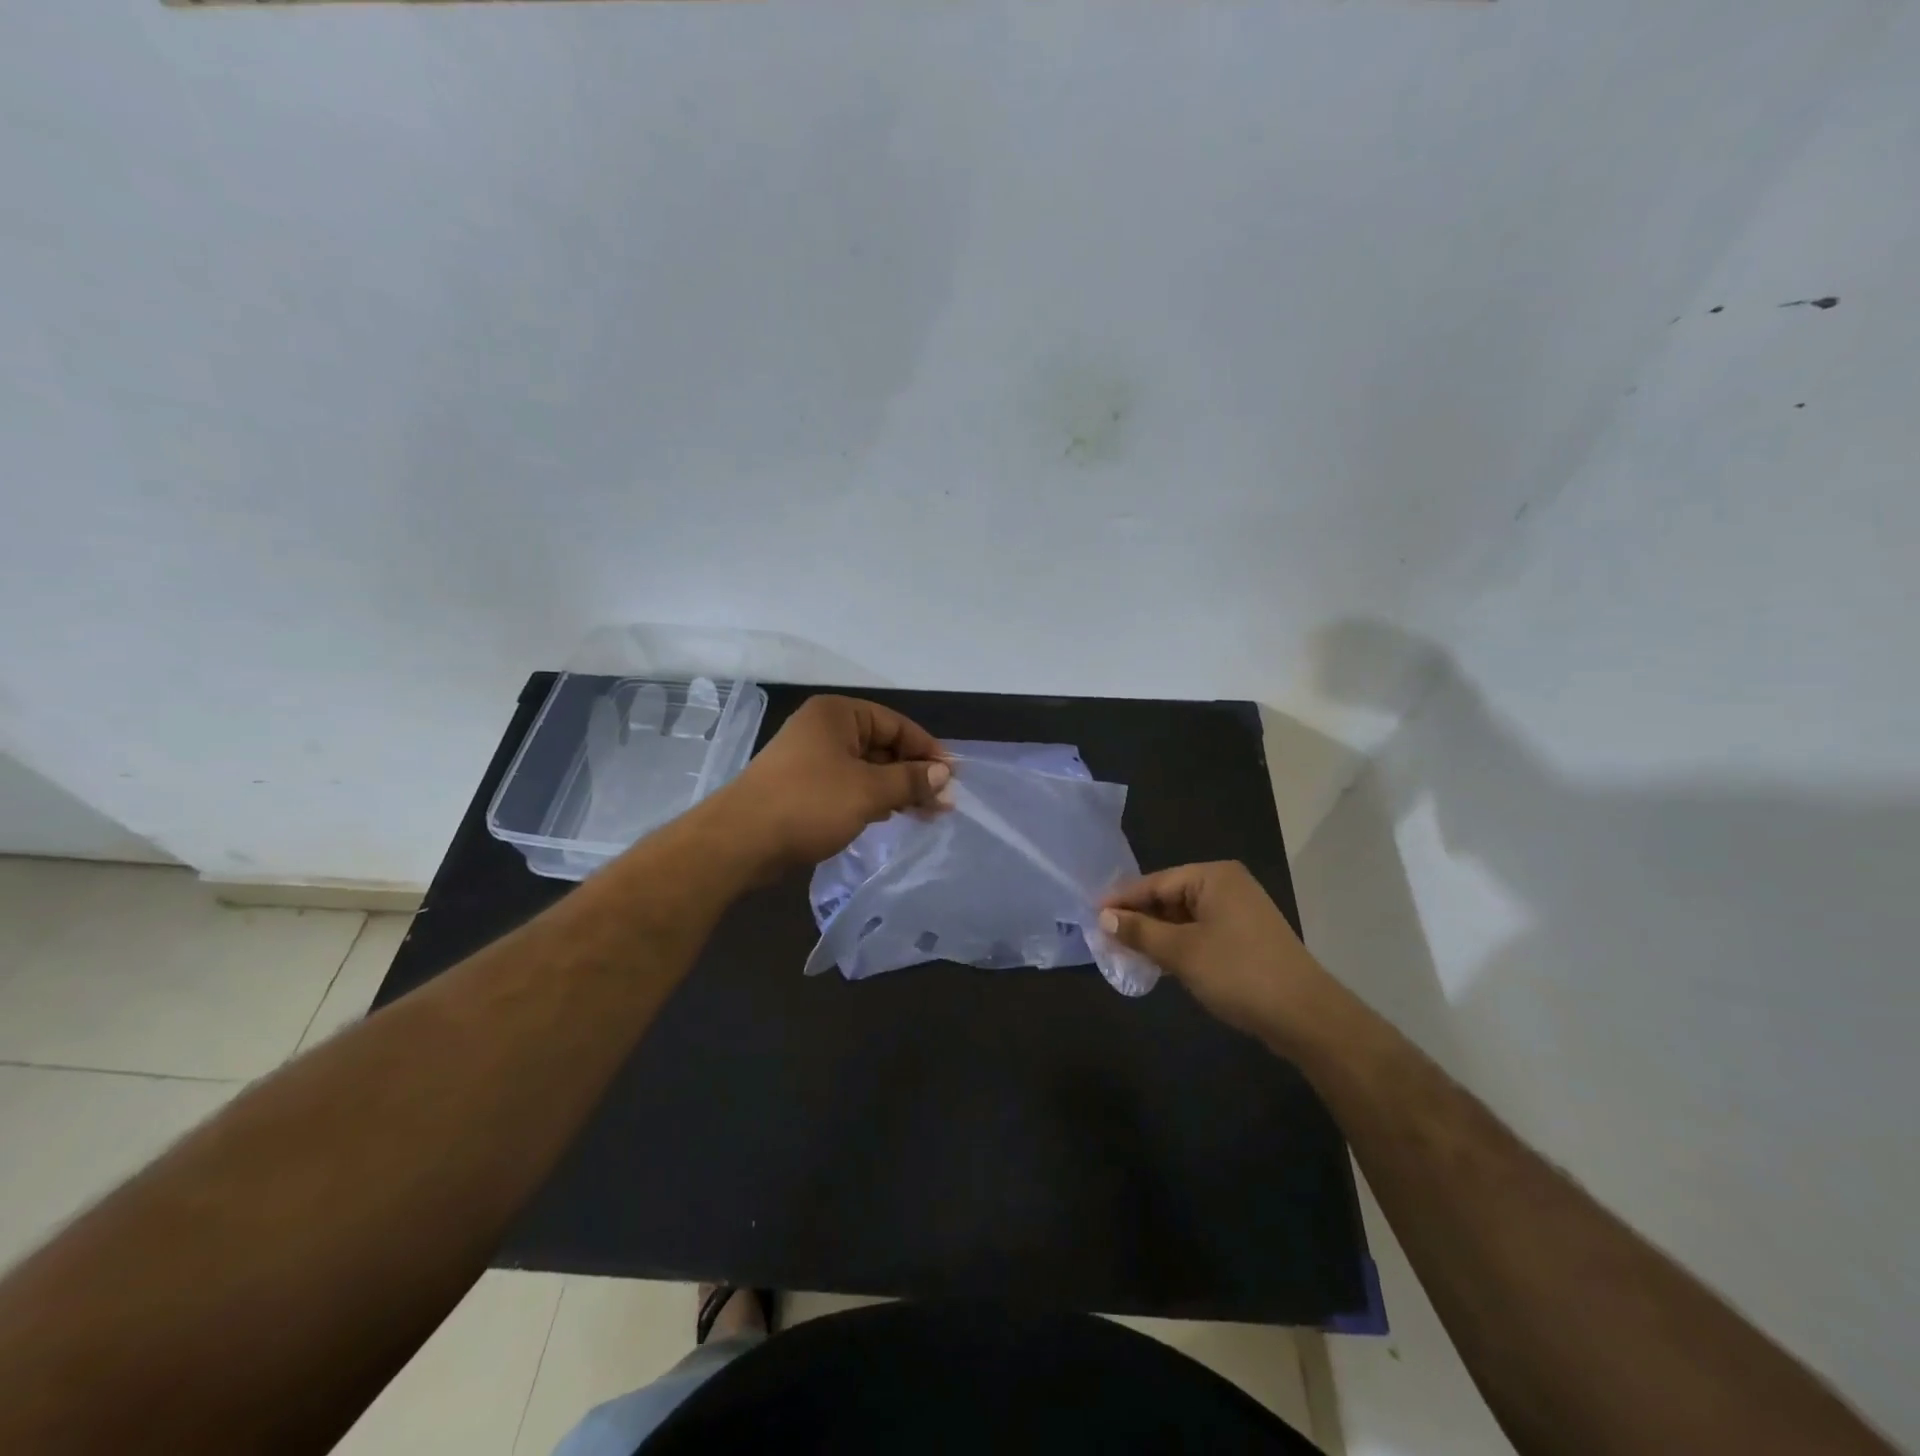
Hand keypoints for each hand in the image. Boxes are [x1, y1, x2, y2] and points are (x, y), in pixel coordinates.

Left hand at [718, 695, 950, 871]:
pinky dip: (871, 798)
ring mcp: (810, 758)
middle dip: (913, 773)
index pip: (896, 724)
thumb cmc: (809, 804)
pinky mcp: (802, 787)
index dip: (927, 750)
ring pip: (865, 768)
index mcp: (838, 714)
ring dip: (895, 788)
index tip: (952, 778)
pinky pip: (847, 785)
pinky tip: (890, 816)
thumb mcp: (868, 791)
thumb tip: (944, 775)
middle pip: (882, 745)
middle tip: (943, 803)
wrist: (740, 841)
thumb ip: (910, 780)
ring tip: (925, 814)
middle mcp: (823, 729)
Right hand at [1100, 862, 1335, 1044]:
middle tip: (1105, 938)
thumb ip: (1140, 931)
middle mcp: (1227, 885)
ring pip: (1184, 917)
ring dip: (1157, 934)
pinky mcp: (1246, 937)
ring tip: (1125, 952)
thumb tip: (1104, 917)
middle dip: (1139, 918)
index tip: (1091, 916)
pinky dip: (1179, 945)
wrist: (1306, 1017)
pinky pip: (1201, 932)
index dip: (1122, 900)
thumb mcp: (1181, 952)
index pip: (1155, 882)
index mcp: (1213, 876)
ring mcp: (1240, 912)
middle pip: (1169, 897)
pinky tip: (1160, 962)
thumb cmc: (1238, 973)